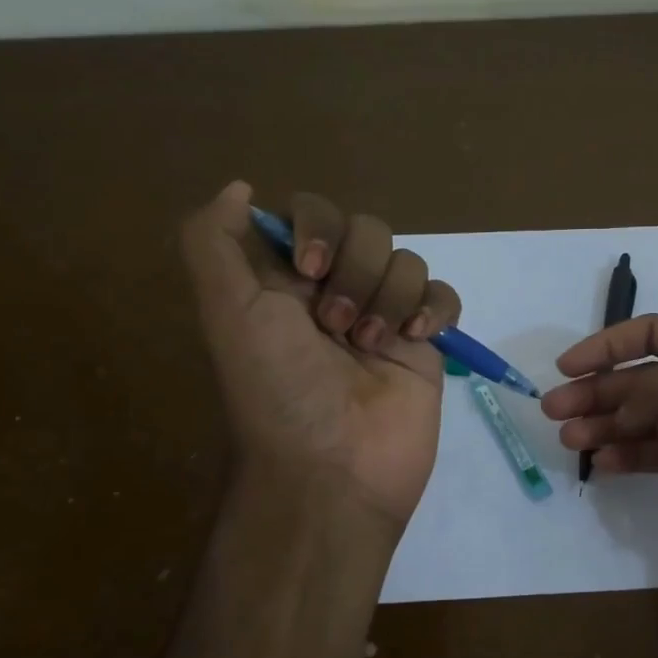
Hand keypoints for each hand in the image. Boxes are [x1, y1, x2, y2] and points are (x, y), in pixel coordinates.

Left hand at [180, 182, 461, 526]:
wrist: (335, 470)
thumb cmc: (279, 389)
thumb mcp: (226, 313)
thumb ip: (213, 242)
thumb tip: (239, 188)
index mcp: (286, 282)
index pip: (312, 215)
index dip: (318, 228)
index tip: (310, 270)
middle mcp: (335, 292)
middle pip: (367, 231)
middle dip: (357, 272)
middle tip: (338, 327)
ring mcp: (384, 317)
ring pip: (408, 262)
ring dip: (391, 299)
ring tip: (372, 347)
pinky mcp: (424, 344)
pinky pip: (444, 296)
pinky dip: (434, 309)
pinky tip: (417, 340)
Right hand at [541, 315, 657, 569]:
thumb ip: (654, 388)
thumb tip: (608, 393)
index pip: (651, 335)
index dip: (606, 346)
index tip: (566, 369)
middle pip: (642, 380)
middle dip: (598, 393)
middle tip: (554, 413)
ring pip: (648, 420)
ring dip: (609, 427)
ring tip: (573, 442)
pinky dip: (634, 457)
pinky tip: (606, 465)